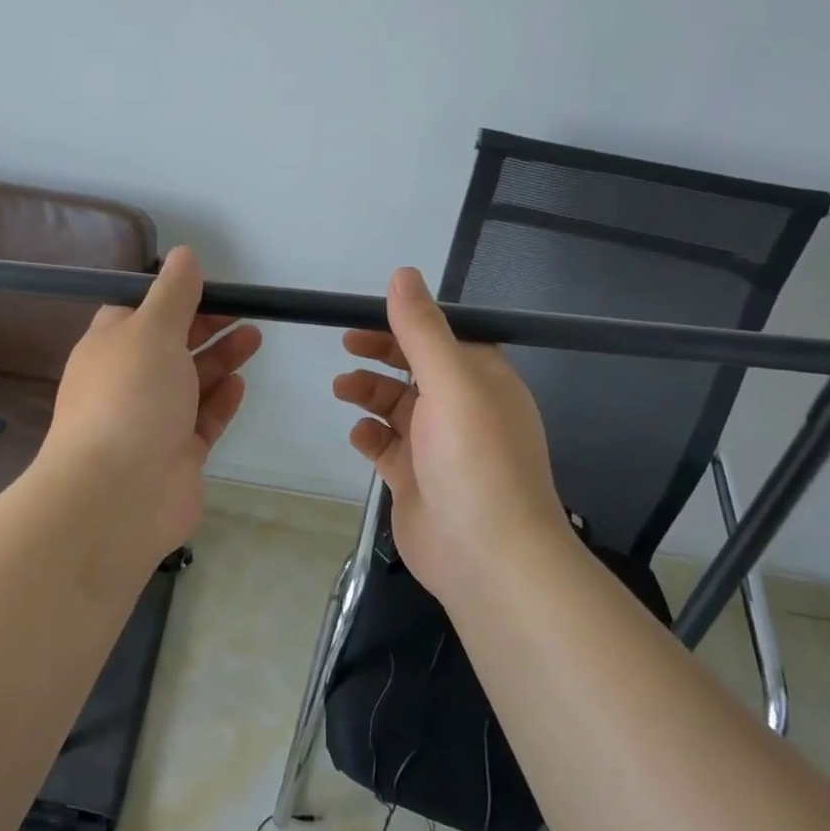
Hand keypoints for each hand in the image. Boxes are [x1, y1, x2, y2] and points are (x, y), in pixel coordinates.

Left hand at [38, 245, 260, 560]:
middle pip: (170, 347)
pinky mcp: (175, 456)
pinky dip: (219, 401)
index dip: (174, 298)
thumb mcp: (152, 329)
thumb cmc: (131, 397)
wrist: (118, 494)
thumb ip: (174, 292)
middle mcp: (127, 382)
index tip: (212, 289)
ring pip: (190, 383)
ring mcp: (151, 421)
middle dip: (206, 327)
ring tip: (255, 338)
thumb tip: (184, 254)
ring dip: (220, 359)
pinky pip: (201, 422)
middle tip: (245, 313)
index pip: (139, 313)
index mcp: (110, 348)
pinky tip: (240, 385)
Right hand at [333, 267, 573, 600]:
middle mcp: (463, 408)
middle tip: (346, 344)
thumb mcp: (451, 381)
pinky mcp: (414, 478)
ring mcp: (437, 446)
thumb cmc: (474, 458)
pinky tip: (360, 436)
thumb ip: (422, 329)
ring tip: (342, 388)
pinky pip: (385, 446)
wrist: (486, 556)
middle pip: (416, 368)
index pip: (444, 337)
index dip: (408, 322)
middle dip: (382, 354)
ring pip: (396, 406)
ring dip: (369, 392)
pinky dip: (369, 436)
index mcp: (483, 380)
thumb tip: (403, 274)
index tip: (369, 314)